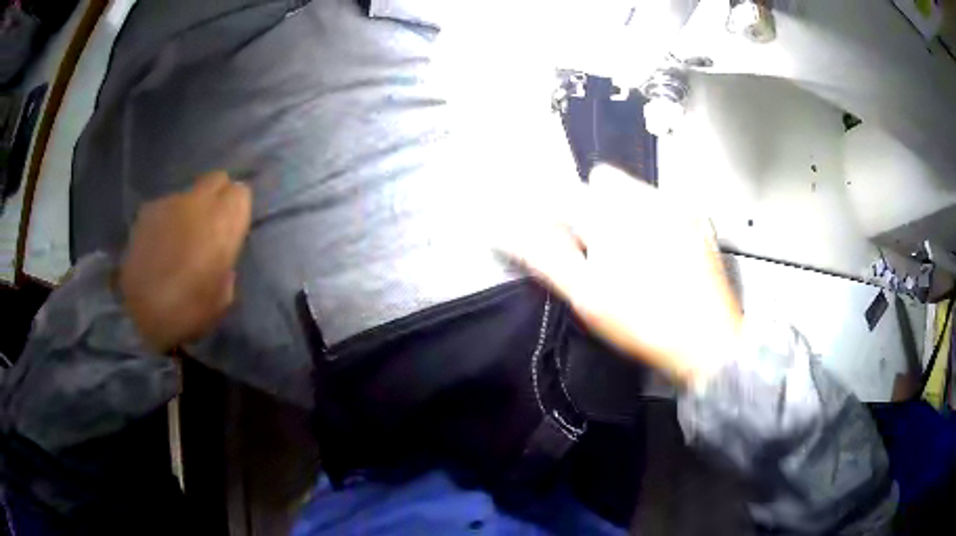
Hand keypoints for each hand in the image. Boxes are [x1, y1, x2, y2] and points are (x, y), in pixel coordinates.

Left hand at [118, 171, 251, 351]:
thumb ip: (225, 263)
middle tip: (211, 225)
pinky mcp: (147, 211)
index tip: (232, 229)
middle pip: (216, 180)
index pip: (241, 193)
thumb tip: (219, 254)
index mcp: (222, 224)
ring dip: (189, 211)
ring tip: (179, 241)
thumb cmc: (187, 311)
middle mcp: (197, 203)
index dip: (237, 209)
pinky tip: (159, 245)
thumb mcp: (222, 297)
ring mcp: (169, 203)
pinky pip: (165, 208)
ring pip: (188, 195)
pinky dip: (167, 220)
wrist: (138, 313)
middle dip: (218, 196)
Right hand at [501, 165, 742, 386]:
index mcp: (612, 215)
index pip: (563, 193)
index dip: (553, 212)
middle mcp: (645, 197)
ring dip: (620, 211)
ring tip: (630, 255)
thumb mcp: (588, 297)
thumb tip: (510, 235)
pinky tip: (657, 253)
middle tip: (597, 250)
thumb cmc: (646, 323)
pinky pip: (660, 203)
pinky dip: (650, 218)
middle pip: (601, 182)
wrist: (708, 341)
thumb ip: (546, 258)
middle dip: (591, 207)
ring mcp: (675, 205)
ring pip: (632, 190)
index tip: (554, 234)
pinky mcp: (695, 217)